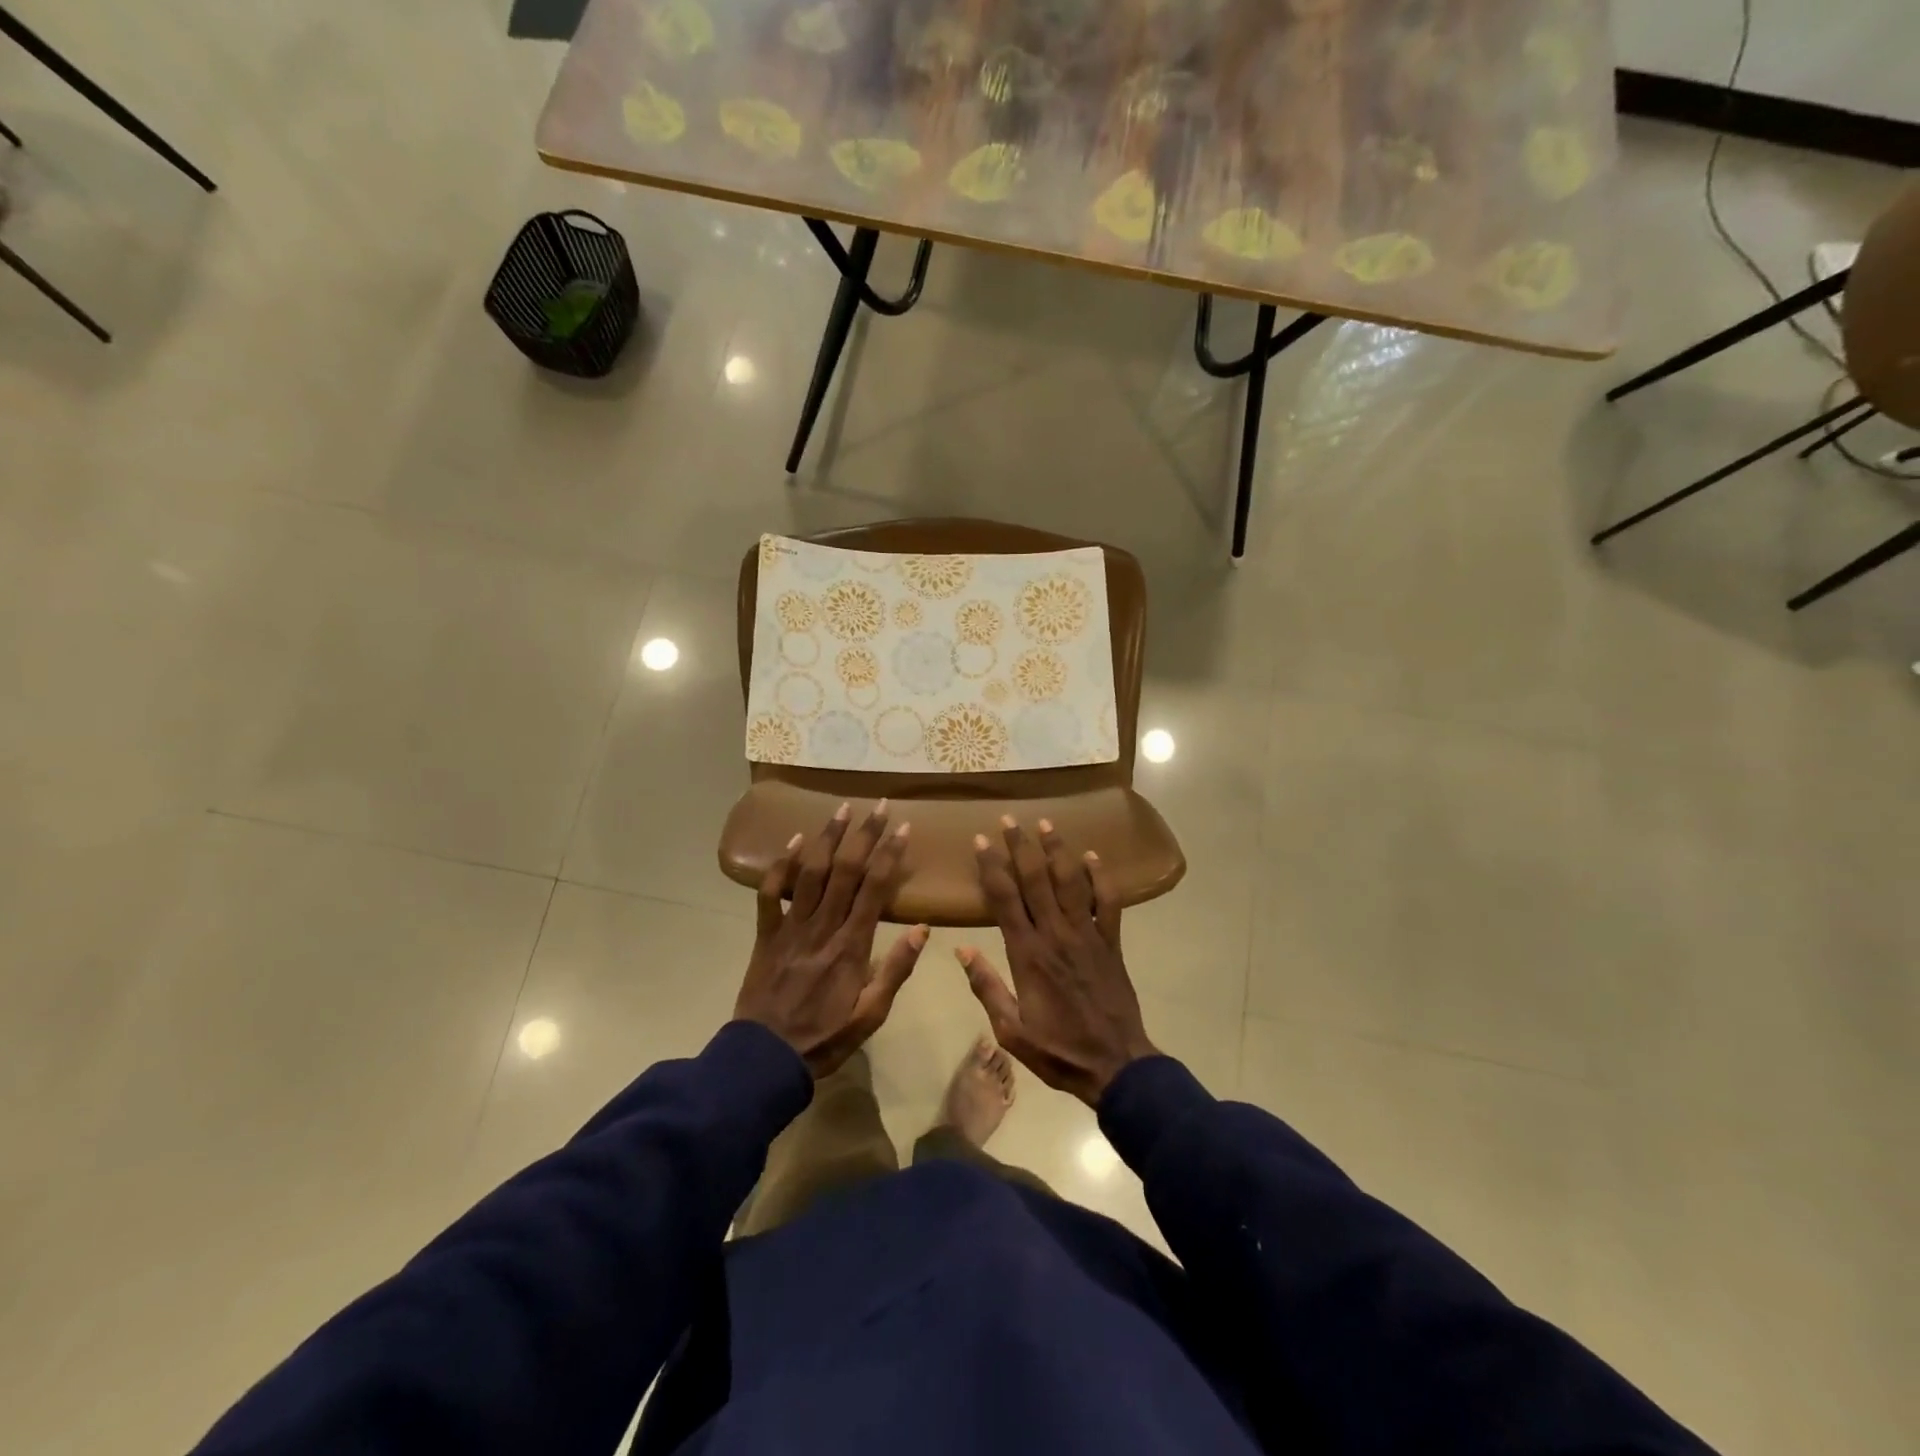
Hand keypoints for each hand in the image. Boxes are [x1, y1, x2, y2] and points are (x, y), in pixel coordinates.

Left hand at [735, 801, 928, 1078]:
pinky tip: (792, 841)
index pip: (875, 889)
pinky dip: (779, 865)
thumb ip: (896, 970)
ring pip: (810, 873)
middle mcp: (822, 927)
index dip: (889, 855)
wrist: (765, 1059)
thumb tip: (923, 929)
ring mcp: (790, 927)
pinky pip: (769, 893)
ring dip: (826, 838)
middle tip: (876, 806)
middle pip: (845, 871)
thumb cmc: (825, 1038)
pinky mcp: (766, 934)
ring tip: (840, 809)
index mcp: (852, 946)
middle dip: (863, 835)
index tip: (902, 828)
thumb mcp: (871, 1014)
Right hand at [956, 817, 1157, 1105]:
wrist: (1116, 1065)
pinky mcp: (1112, 942)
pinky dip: (1101, 876)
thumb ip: (986, 987)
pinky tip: (1092, 855)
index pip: (1005, 900)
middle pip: (1036, 880)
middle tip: (1009, 819)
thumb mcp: (1011, 1030)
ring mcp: (1088, 935)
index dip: (992, 867)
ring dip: (1057, 850)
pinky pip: (1108, 902)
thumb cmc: (1058, 1051)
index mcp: (1027, 955)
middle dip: (1020, 846)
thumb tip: (961, 949)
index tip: (981, 841)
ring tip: (1046, 823)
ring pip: (1071, 882)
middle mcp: (1056, 935)